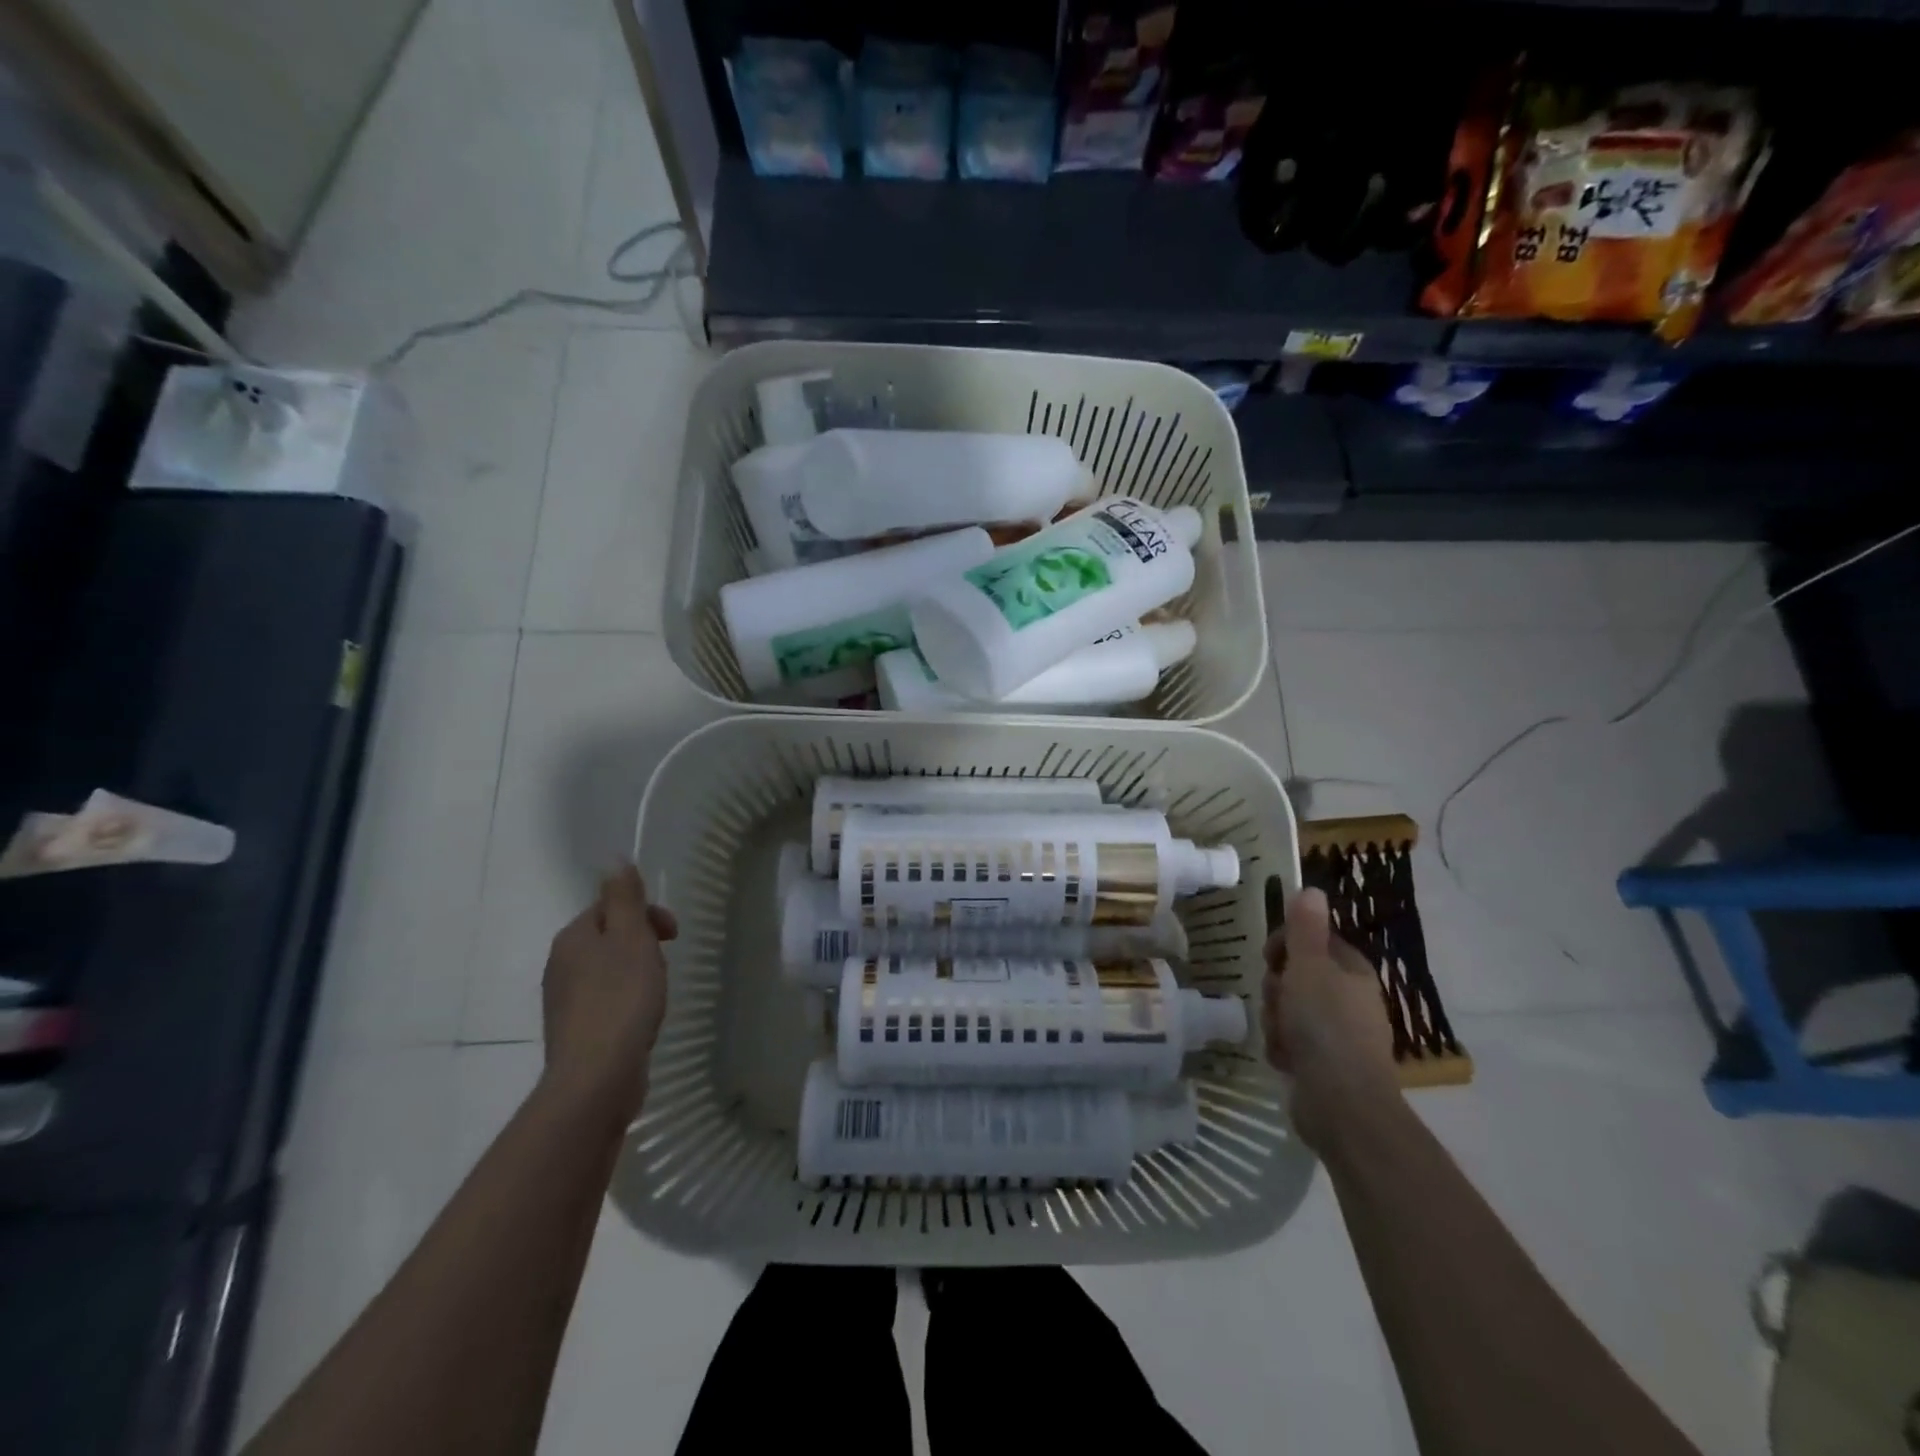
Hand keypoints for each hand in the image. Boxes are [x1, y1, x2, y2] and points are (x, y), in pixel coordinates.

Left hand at [540, 864, 676, 1126]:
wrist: (597, 1076)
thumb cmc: (621, 999)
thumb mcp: (631, 938)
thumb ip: (625, 898)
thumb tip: (614, 858)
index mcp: (573, 938)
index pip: (610, 907)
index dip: (646, 914)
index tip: (673, 934)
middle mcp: (561, 964)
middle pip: (610, 937)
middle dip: (643, 944)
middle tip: (665, 964)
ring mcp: (565, 1001)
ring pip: (609, 970)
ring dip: (638, 973)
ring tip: (657, 993)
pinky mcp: (576, 1031)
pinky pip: (606, 1000)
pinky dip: (628, 1000)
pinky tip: (642, 1018)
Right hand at [1261, 886, 1401, 1153]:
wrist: (1342, 1104)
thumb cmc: (1325, 1026)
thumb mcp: (1310, 967)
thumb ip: (1306, 929)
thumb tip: (1312, 889)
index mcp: (1352, 971)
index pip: (1313, 940)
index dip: (1286, 944)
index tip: (1270, 957)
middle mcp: (1349, 999)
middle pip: (1296, 976)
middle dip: (1277, 988)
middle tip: (1277, 1000)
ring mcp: (1337, 1034)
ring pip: (1288, 1009)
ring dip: (1275, 1020)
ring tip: (1281, 1036)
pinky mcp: (1324, 1063)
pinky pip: (1290, 1041)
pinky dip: (1282, 1047)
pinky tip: (1284, 1059)